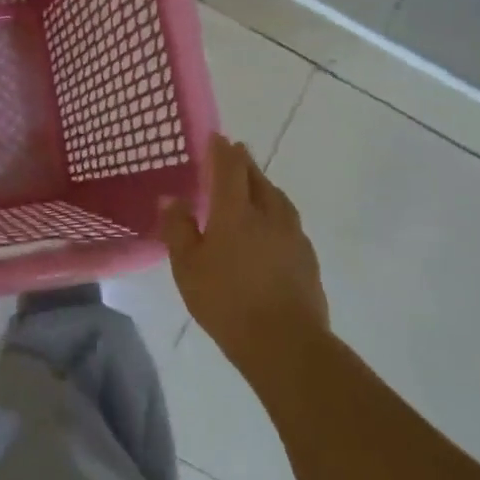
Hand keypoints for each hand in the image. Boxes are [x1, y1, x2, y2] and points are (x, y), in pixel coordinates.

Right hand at [160, 134, 328, 375]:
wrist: (285, 343)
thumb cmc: (226, 301)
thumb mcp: (187, 266)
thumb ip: (178, 229)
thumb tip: (173, 199)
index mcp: (235, 212)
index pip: (229, 168)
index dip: (221, 150)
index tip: (216, 137)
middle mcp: (268, 214)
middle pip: (257, 178)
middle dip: (244, 163)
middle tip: (233, 155)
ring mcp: (293, 235)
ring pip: (277, 198)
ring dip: (262, 186)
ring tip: (252, 187)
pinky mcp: (307, 257)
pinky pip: (288, 221)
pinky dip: (274, 212)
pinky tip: (269, 228)